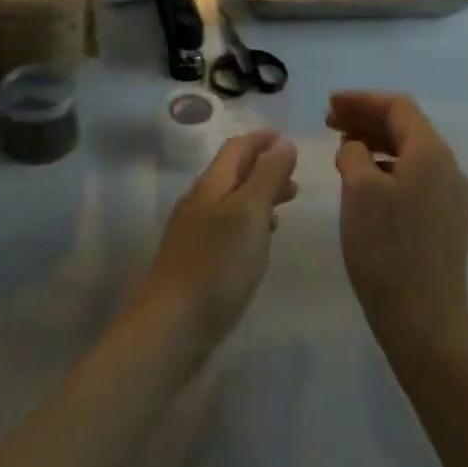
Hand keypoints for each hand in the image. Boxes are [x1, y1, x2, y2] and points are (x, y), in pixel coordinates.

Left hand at [130, 132, 297, 362]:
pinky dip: (249, 222)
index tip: (287, 139)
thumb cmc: (217, 264)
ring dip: (259, 196)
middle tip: (295, 178)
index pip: (236, 148)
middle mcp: (199, 202)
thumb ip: (267, 176)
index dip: (262, 140)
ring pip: (231, 201)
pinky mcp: (197, 261)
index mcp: (210, 185)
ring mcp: (194, 233)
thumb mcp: (249, 213)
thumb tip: (283, 143)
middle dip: (264, 168)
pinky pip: (227, 228)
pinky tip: (261, 240)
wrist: (172, 326)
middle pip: (233, 173)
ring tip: (286, 206)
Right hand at [328, 93, 467, 346]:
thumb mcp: (359, 190)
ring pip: (409, 153)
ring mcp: (450, 196)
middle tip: (329, 122)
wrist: (424, 319)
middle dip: (366, 118)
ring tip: (341, 148)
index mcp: (431, 152)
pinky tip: (363, 180)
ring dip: (374, 142)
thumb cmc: (387, 247)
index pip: (398, 106)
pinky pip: (412, 176)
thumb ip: (353, 153)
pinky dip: (385, 167)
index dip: (361, 100)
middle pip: (405, 127)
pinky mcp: (444, 220)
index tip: (328, 105)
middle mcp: (448, 167)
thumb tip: (356, 147)